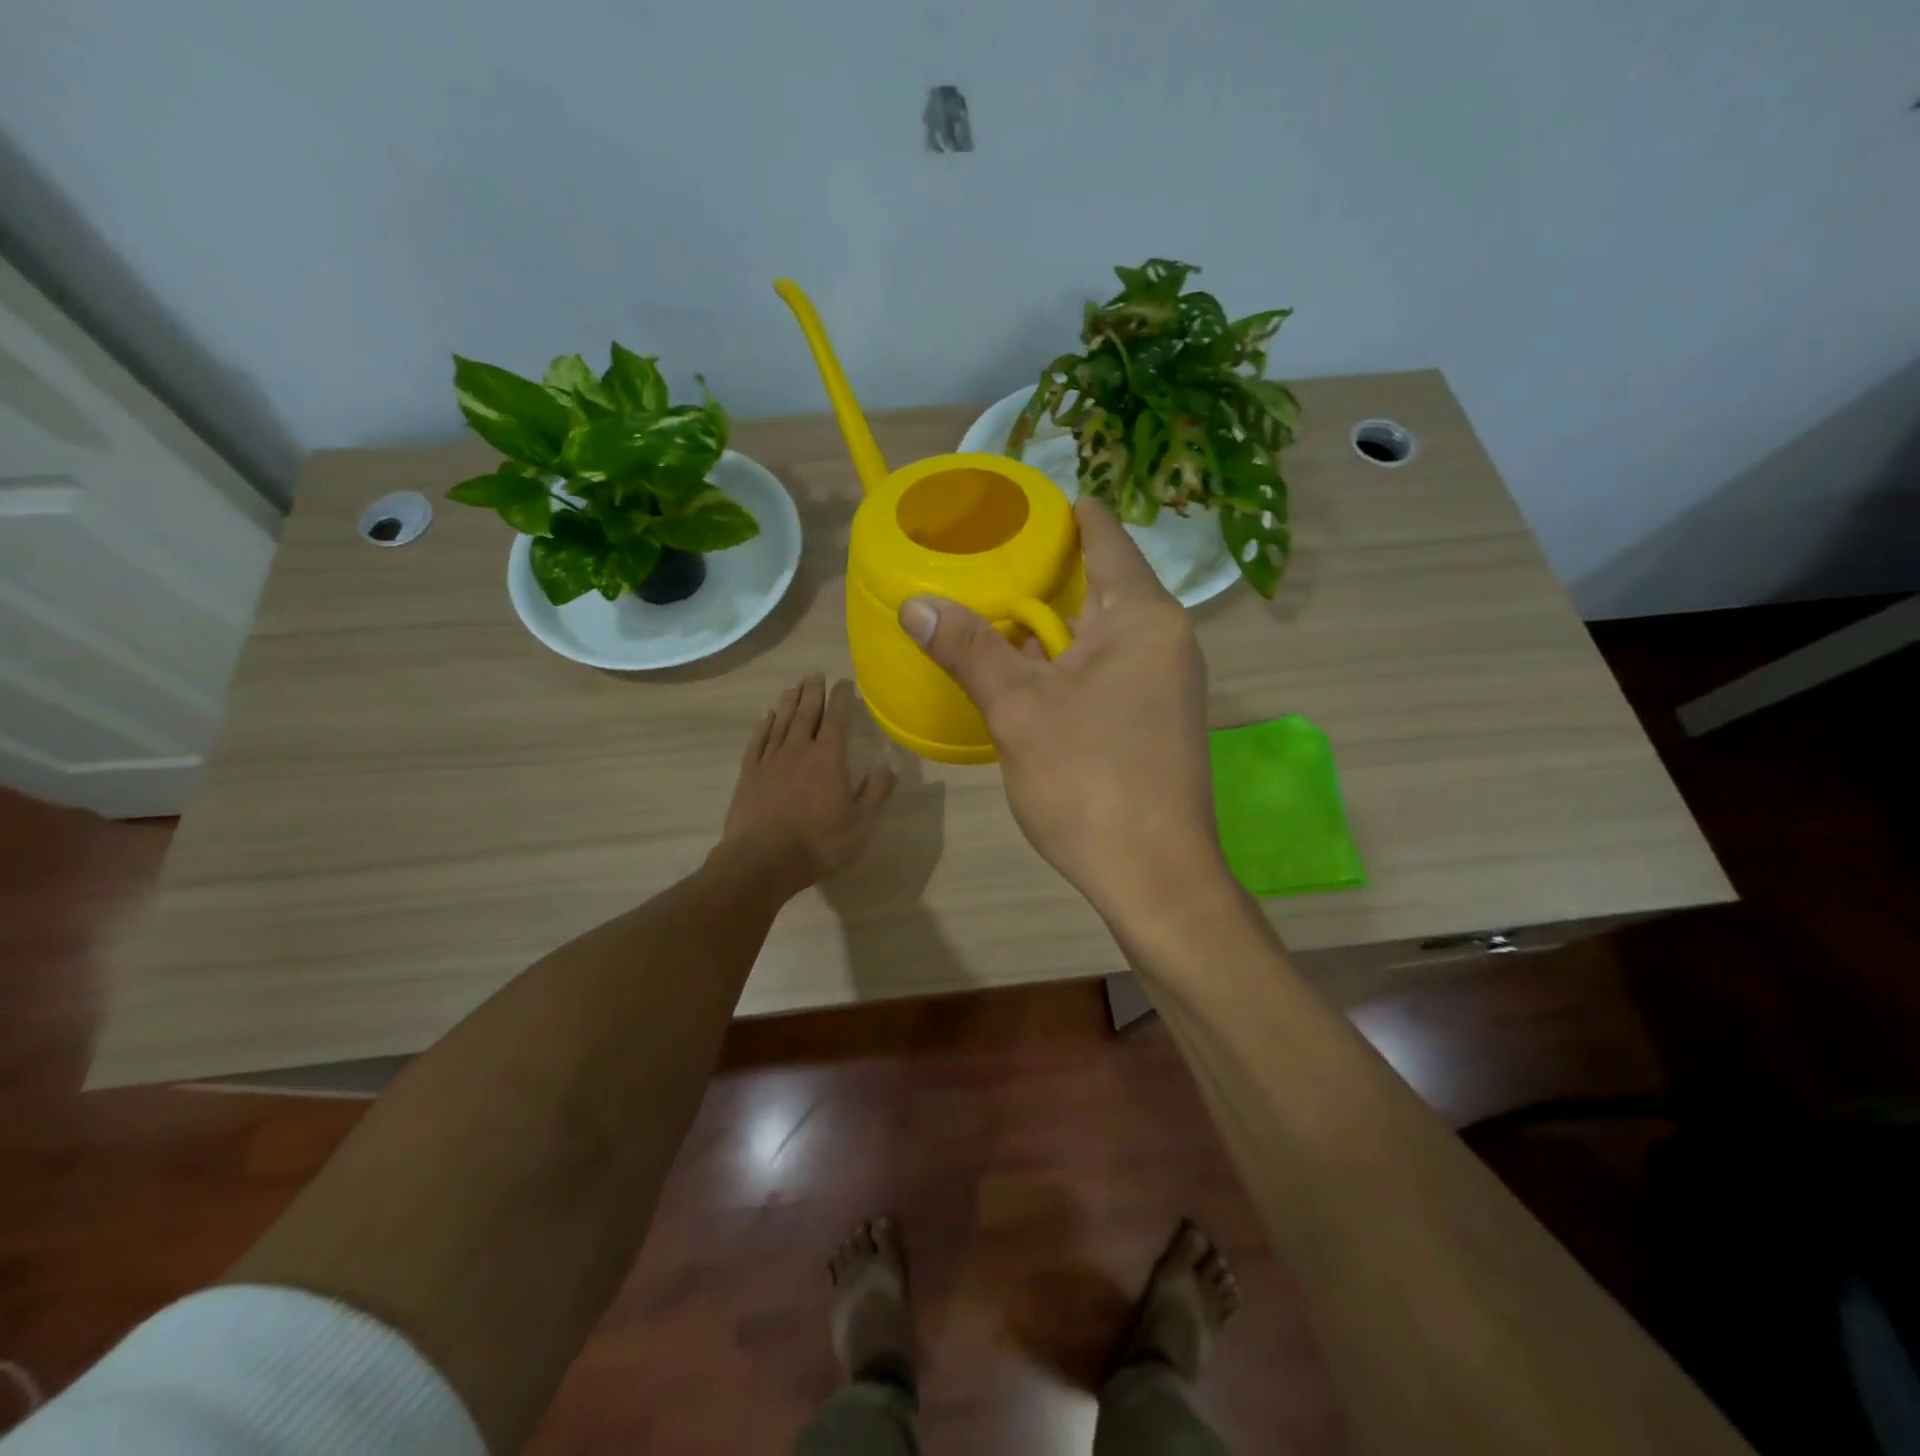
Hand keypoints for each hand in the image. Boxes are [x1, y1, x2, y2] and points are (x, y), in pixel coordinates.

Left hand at [722, 673, 896, 890]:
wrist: (763, 860)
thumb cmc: (819, 842)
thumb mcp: (861, 823)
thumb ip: (876, 792)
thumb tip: (888, 766)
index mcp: (829, 758)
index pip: (838, 720)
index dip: (842, 699)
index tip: (843, 682)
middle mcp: (799, 750)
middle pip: (806, 713)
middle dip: (813, 692)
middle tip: (815, 674)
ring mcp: (770, 761)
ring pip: (781, 722)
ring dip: (789, 702)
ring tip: (793, 686)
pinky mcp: (749, 775)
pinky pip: (758, 742)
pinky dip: (763, 726)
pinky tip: (766, 717)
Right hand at [898, 498, 1224, 916]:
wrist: (1155, 877)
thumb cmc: (1090, 780)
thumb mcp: (1019, 709)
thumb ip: (969, 650)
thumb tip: (915, 604)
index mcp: (1143, 617)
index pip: (1105, 536)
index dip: (1064, 513)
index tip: (1017, 505)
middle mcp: (1164, 639)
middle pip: (1101, 583)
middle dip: (1045, 572)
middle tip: (985, 558)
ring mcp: (1164, 683)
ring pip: (1100, 633)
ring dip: (1051, 624)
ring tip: (991, 609)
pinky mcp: (1154, 720)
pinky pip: (1105, 669)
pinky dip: (1065, 662)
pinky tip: (1024, 672)